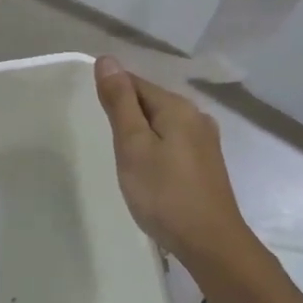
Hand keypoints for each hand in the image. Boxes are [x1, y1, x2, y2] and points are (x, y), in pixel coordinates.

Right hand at [93, 56, 250, 262]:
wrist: (210, 243)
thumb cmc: (164, 193)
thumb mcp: (133, 145)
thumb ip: (120, 103)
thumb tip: (107, 59)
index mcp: (178, 107)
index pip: (136, 83)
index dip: (112, 92)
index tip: (91, 111)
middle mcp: (196, 117)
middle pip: (152, 102)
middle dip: (127, 113)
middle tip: (103, 137)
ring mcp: (206, 142)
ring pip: (164, 124)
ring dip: (142, 133)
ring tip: (121, 154)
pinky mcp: (207, 164)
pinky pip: (174, 143)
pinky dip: (156, 148)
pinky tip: (148, 169)